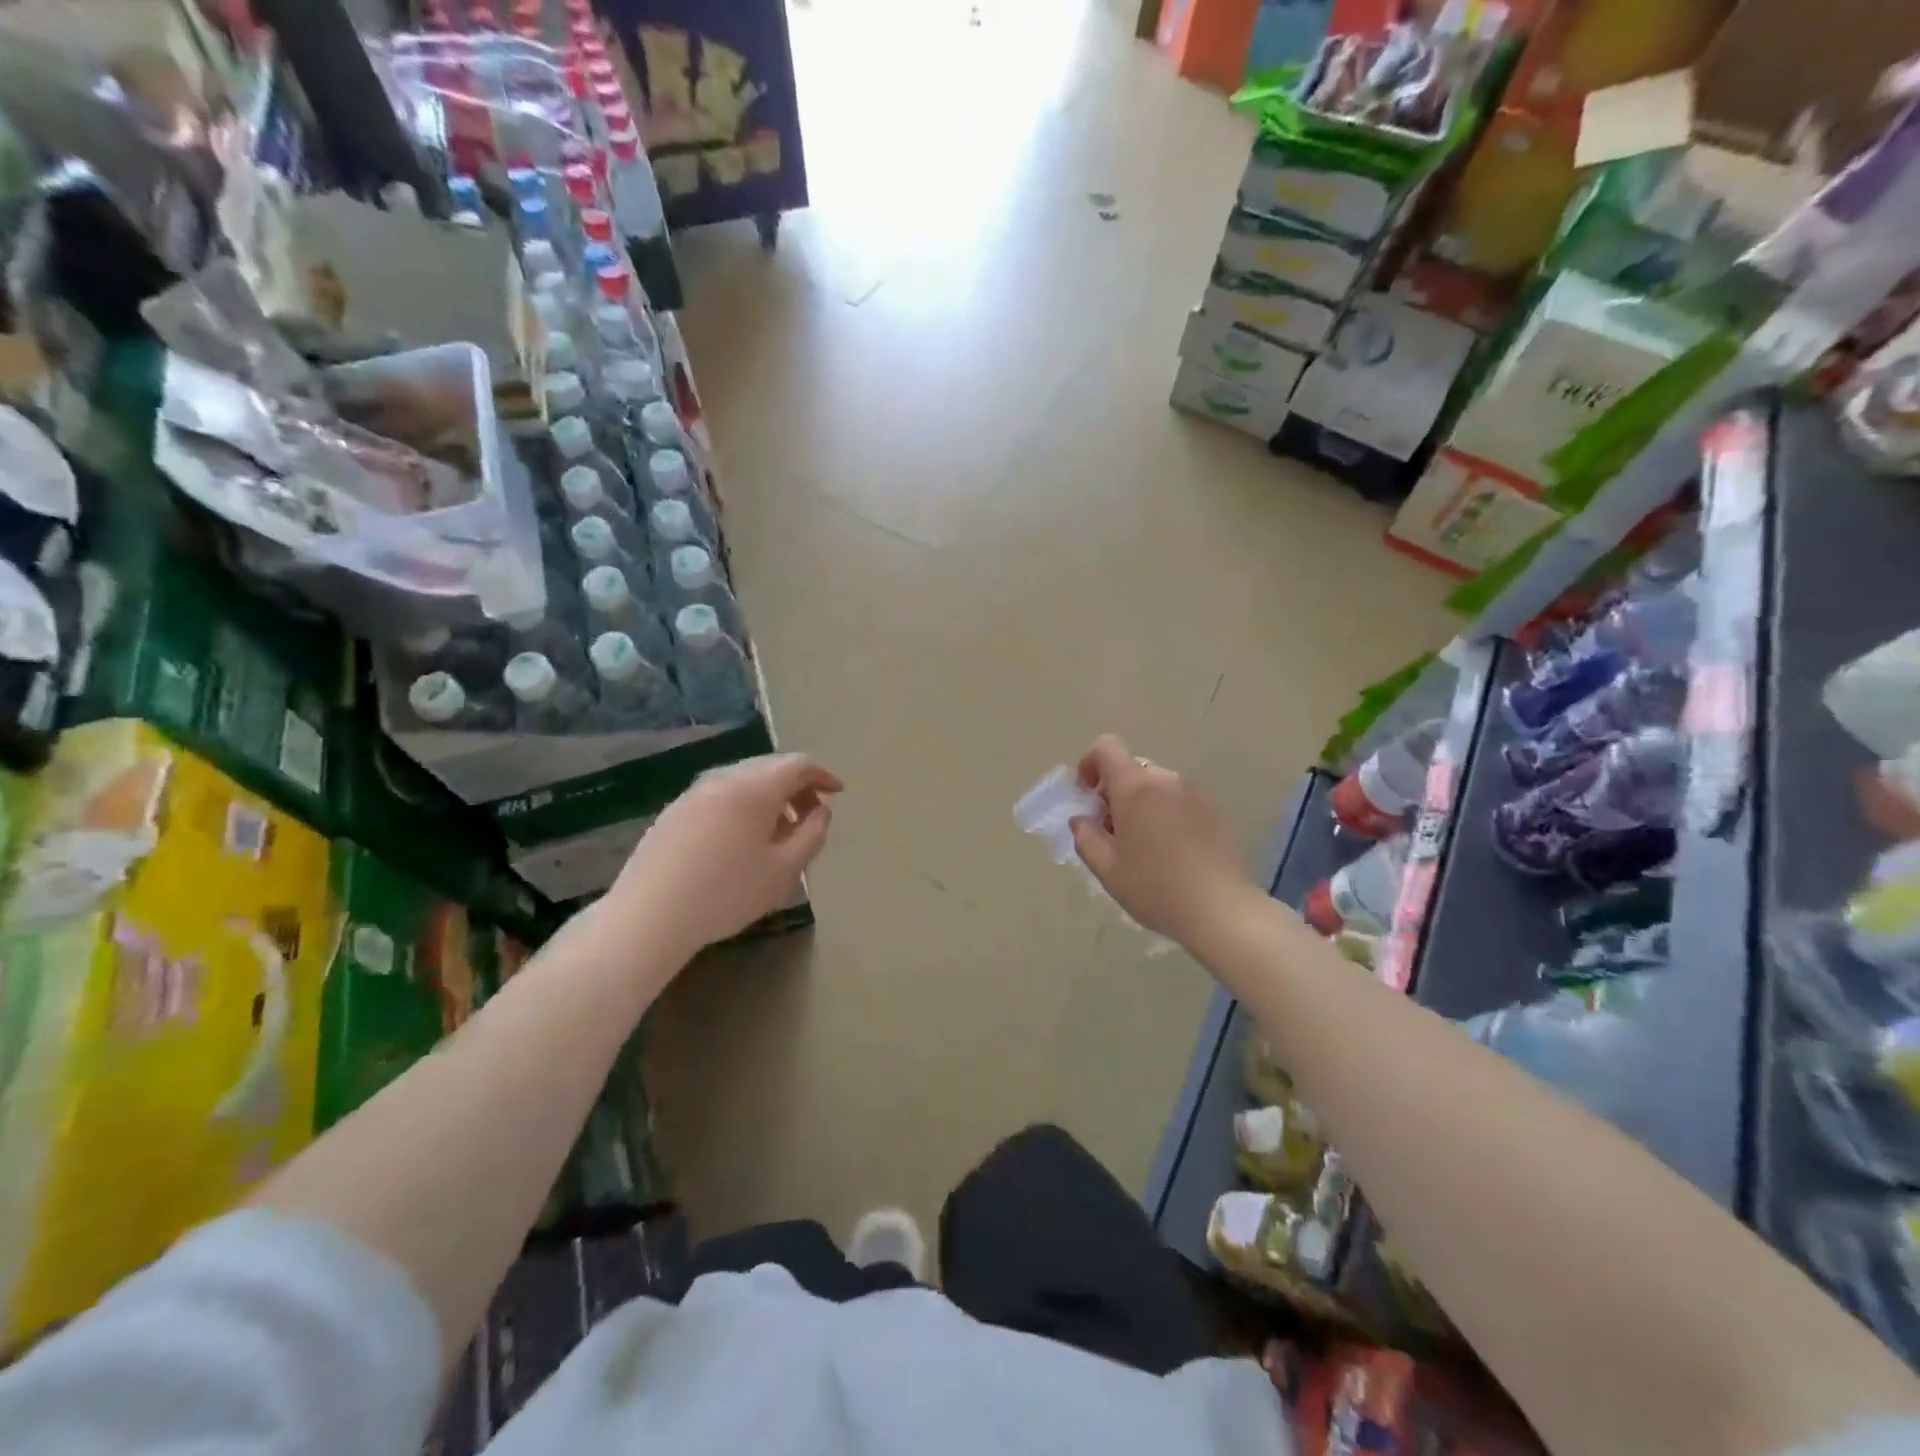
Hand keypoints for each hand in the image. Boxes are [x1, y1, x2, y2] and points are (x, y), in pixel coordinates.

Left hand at [605, 753, 841, 958]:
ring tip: (779, 833)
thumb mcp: (784, 870)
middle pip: (769, 768)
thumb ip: (812, 835)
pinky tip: (742, 841)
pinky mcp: (673, 812)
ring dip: (770, 798)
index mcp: (753, 787)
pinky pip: (720, 796)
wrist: (648, 916)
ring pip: (743, 781)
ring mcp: (692, 793)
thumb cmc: (726, 893)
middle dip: (797, 786)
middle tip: (811, 816)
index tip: (837, 794)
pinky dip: (743, 806)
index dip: (822, 775)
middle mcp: (722, 779)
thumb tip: (821, 811)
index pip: (797, 764)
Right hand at [1069, 734, 1256, 946]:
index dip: (1090, 764)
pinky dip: (1165, 814)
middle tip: (1112, 831)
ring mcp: (1194, 794)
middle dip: (1115, 791)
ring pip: (1156, 785)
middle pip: (1132, 768)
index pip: (1106, 747)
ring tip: (1142, 845)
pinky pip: (1178, 800)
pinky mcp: (1214, 812)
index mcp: (1135, 787)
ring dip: (1140, 804)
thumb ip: (1085, 836)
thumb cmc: (1155, 888)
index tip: (1088, 796)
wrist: (1221, 910)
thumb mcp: (1106, 868)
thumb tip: (1082, 819)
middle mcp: (1166, 780)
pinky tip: (1170, 852)